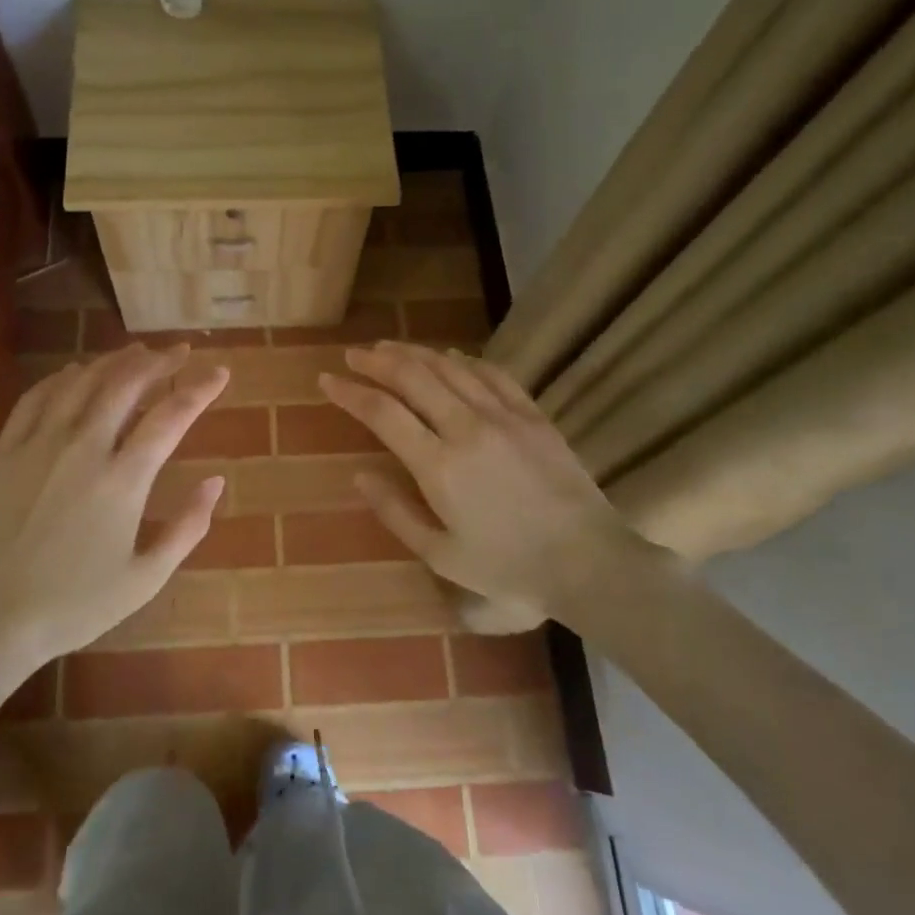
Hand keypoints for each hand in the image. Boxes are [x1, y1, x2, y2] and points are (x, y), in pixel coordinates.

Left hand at [0, 343, 228, 673]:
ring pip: (84, 381)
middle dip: (160, 361)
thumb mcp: (145, 579)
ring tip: (139, 352)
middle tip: (181, 351)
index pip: (171, 416)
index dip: (200, 388)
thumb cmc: (74, 605)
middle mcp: (84, 448)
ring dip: (116, 360)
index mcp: (123, 480)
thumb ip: (187, 528)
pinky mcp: (7, 450)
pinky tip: (78, 371)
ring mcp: (40, 444)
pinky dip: (64, 376)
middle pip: (127, 383)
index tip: (220, 372)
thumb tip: (216, 482)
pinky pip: (39, 396)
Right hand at [321, 341, 662, 628]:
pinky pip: (491, 373)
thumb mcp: (440, 554)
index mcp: (438, 466)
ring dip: (413, 352)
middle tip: (353, 354)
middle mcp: (466, 428)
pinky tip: (448, 355)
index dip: (350, 392)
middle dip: (376, 361)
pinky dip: (462, 359)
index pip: (382, 412)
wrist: (586, 560)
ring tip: (388, 347)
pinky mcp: (531, 414)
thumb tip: (359, 476)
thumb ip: (395, 512)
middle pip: (412, 377)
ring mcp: (503, 416)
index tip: (327, 380)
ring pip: (449, 367)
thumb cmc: (507, 567)